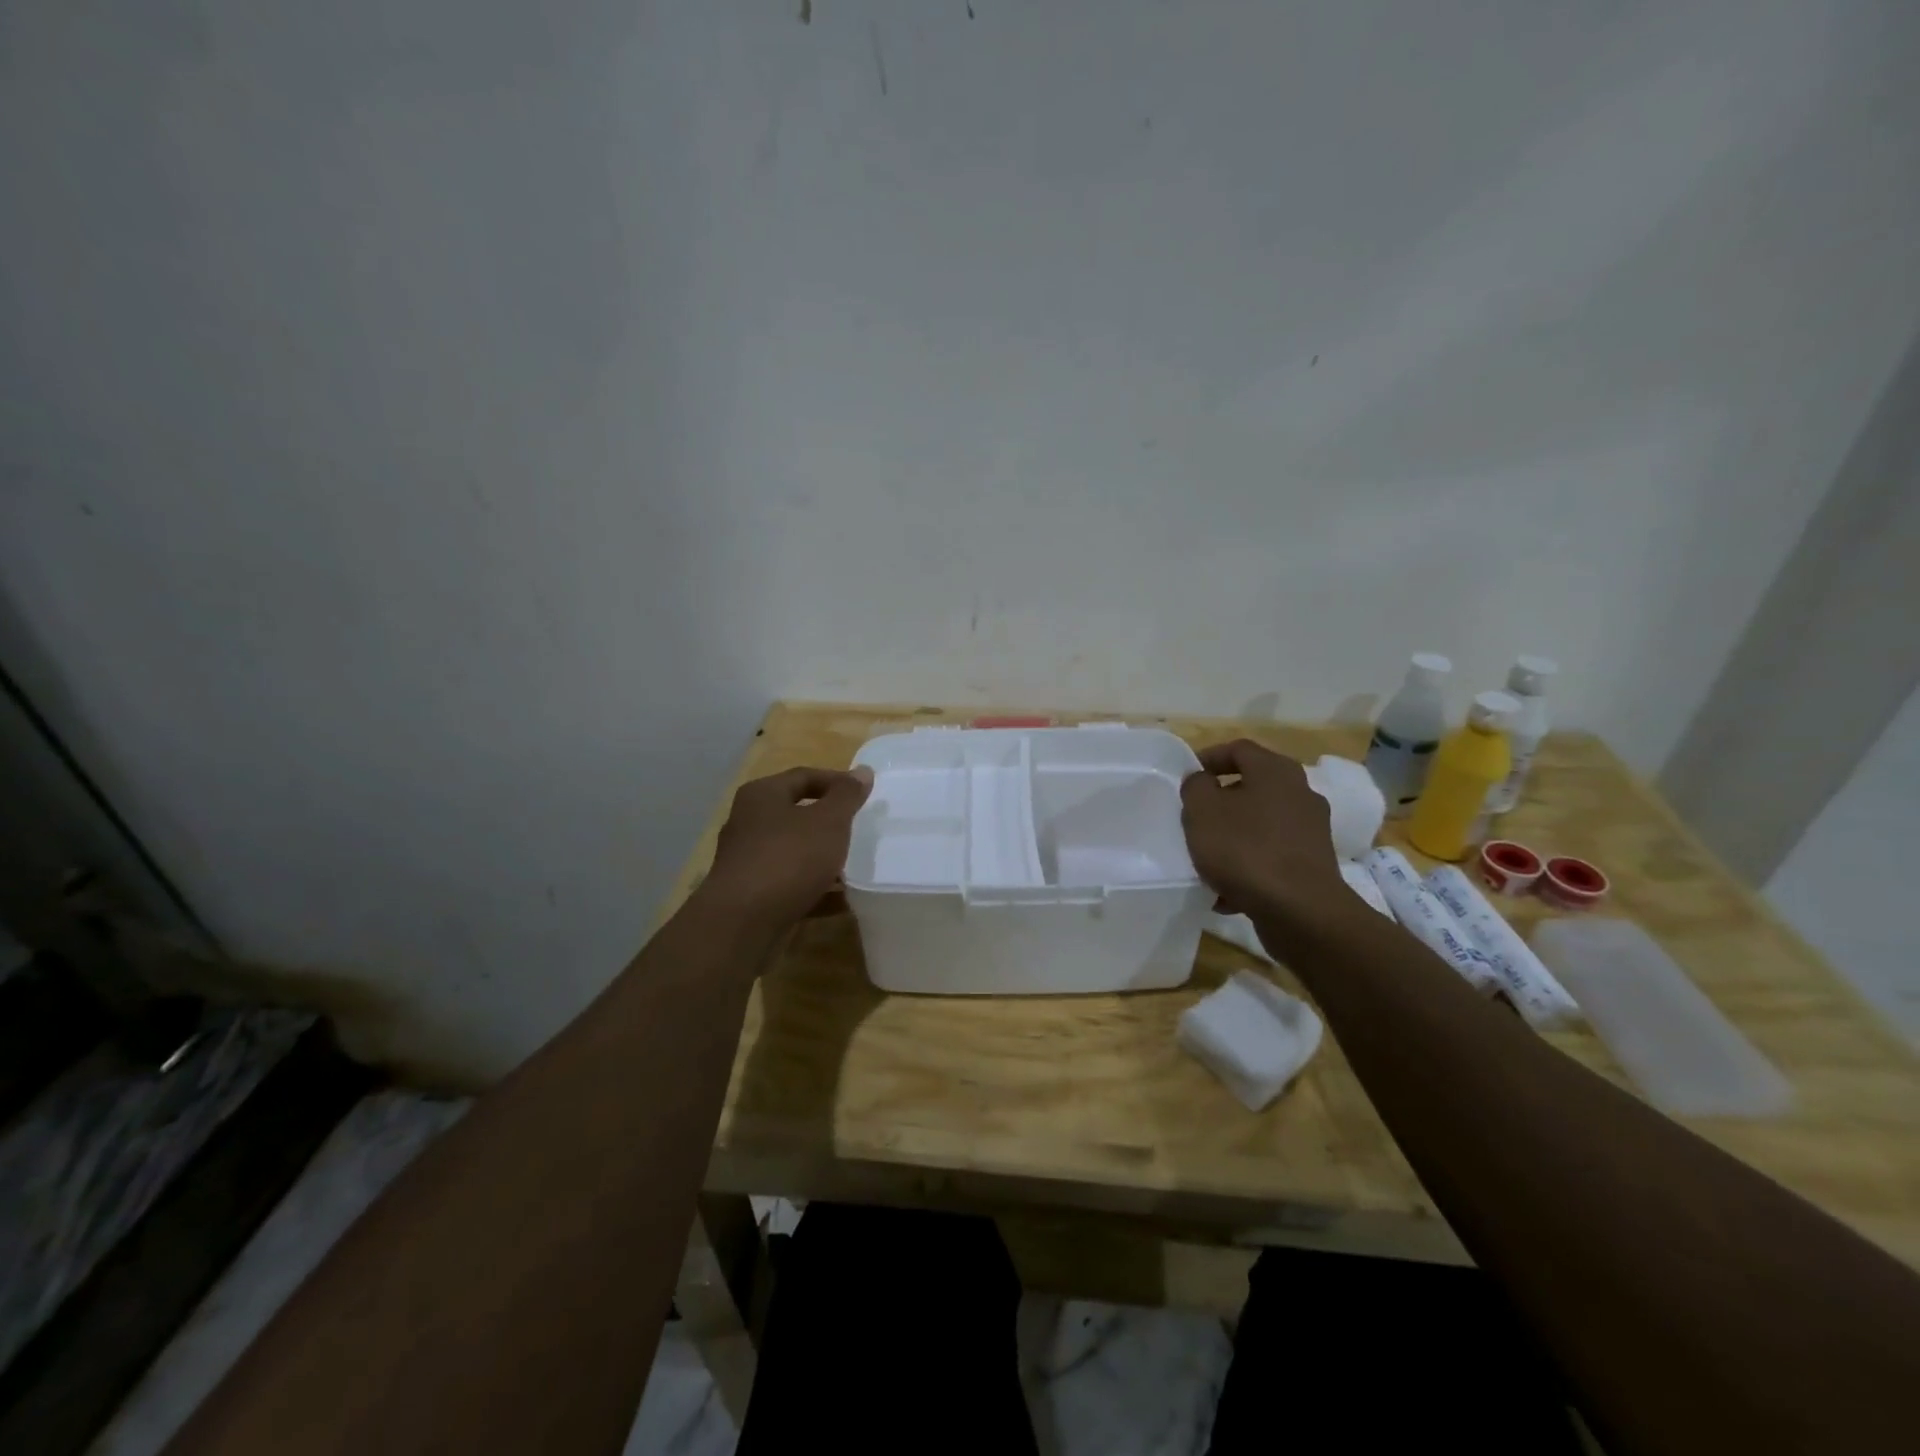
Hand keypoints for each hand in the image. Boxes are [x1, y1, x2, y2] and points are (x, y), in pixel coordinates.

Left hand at [701, 765, 873, 927]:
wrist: (742, 924)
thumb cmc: (788, 859)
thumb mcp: (828, 821)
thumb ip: (847, 796)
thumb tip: (862, 771)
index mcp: (762, 795)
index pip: (804, 776)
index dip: (837, 781)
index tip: (865, 794)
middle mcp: (749, 822)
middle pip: (796, 813)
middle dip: (829, 822)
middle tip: (860, 828)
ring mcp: (748, 860)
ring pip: (794, 851)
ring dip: (823, 857)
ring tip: (855, 866)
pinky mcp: (752, 894)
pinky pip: (790, 883)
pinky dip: (815, 888)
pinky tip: (841, 900)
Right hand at [1180, 740, 1345, 920]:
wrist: (1299, 910)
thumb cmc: (1245, 849)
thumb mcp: (1202, 810)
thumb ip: (1195, 787)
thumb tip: (1202, 782)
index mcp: (1276, 771)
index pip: (1238, 749)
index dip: (1208, 758)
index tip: (1185, 779)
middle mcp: (1300, 793)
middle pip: (1251, 787)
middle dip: (1219, 803)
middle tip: (1194, 818)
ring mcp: (1310, 830)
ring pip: (1259, 825)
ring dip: (1232, 837)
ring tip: (1206, 859)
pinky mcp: (1312, 864)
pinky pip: (1271, 856)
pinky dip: (1248, 866)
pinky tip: (1226, 892)